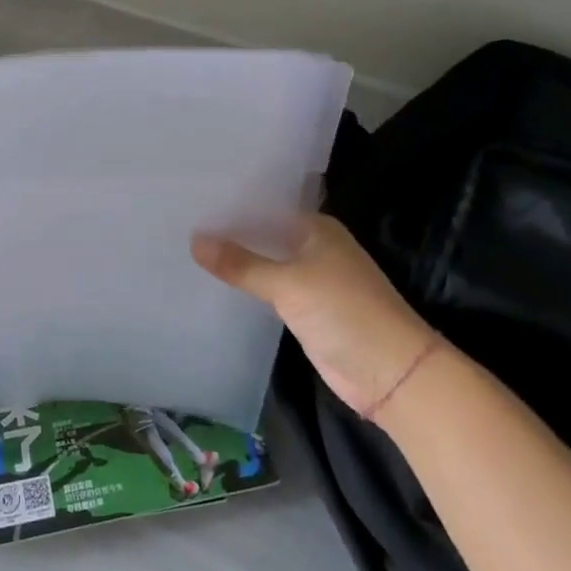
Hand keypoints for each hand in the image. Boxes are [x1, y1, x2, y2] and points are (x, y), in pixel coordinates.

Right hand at [193, 214, 435, 417]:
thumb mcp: (289, 284)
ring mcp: (310, 279)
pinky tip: (212, 282)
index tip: (191, 197)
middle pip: (263, 234)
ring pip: (264, 262)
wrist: (391, 374)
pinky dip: (245, 286)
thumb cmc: (345, 312)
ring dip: (236, 260)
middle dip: (229, 232)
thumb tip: (194, 241)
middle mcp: (313, 247)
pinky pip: (267, 289)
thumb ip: (241, 264)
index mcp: (316, 228)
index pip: (265, 206)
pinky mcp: (305, 309)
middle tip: (179, 221)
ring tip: (186, 247)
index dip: (231, 204)